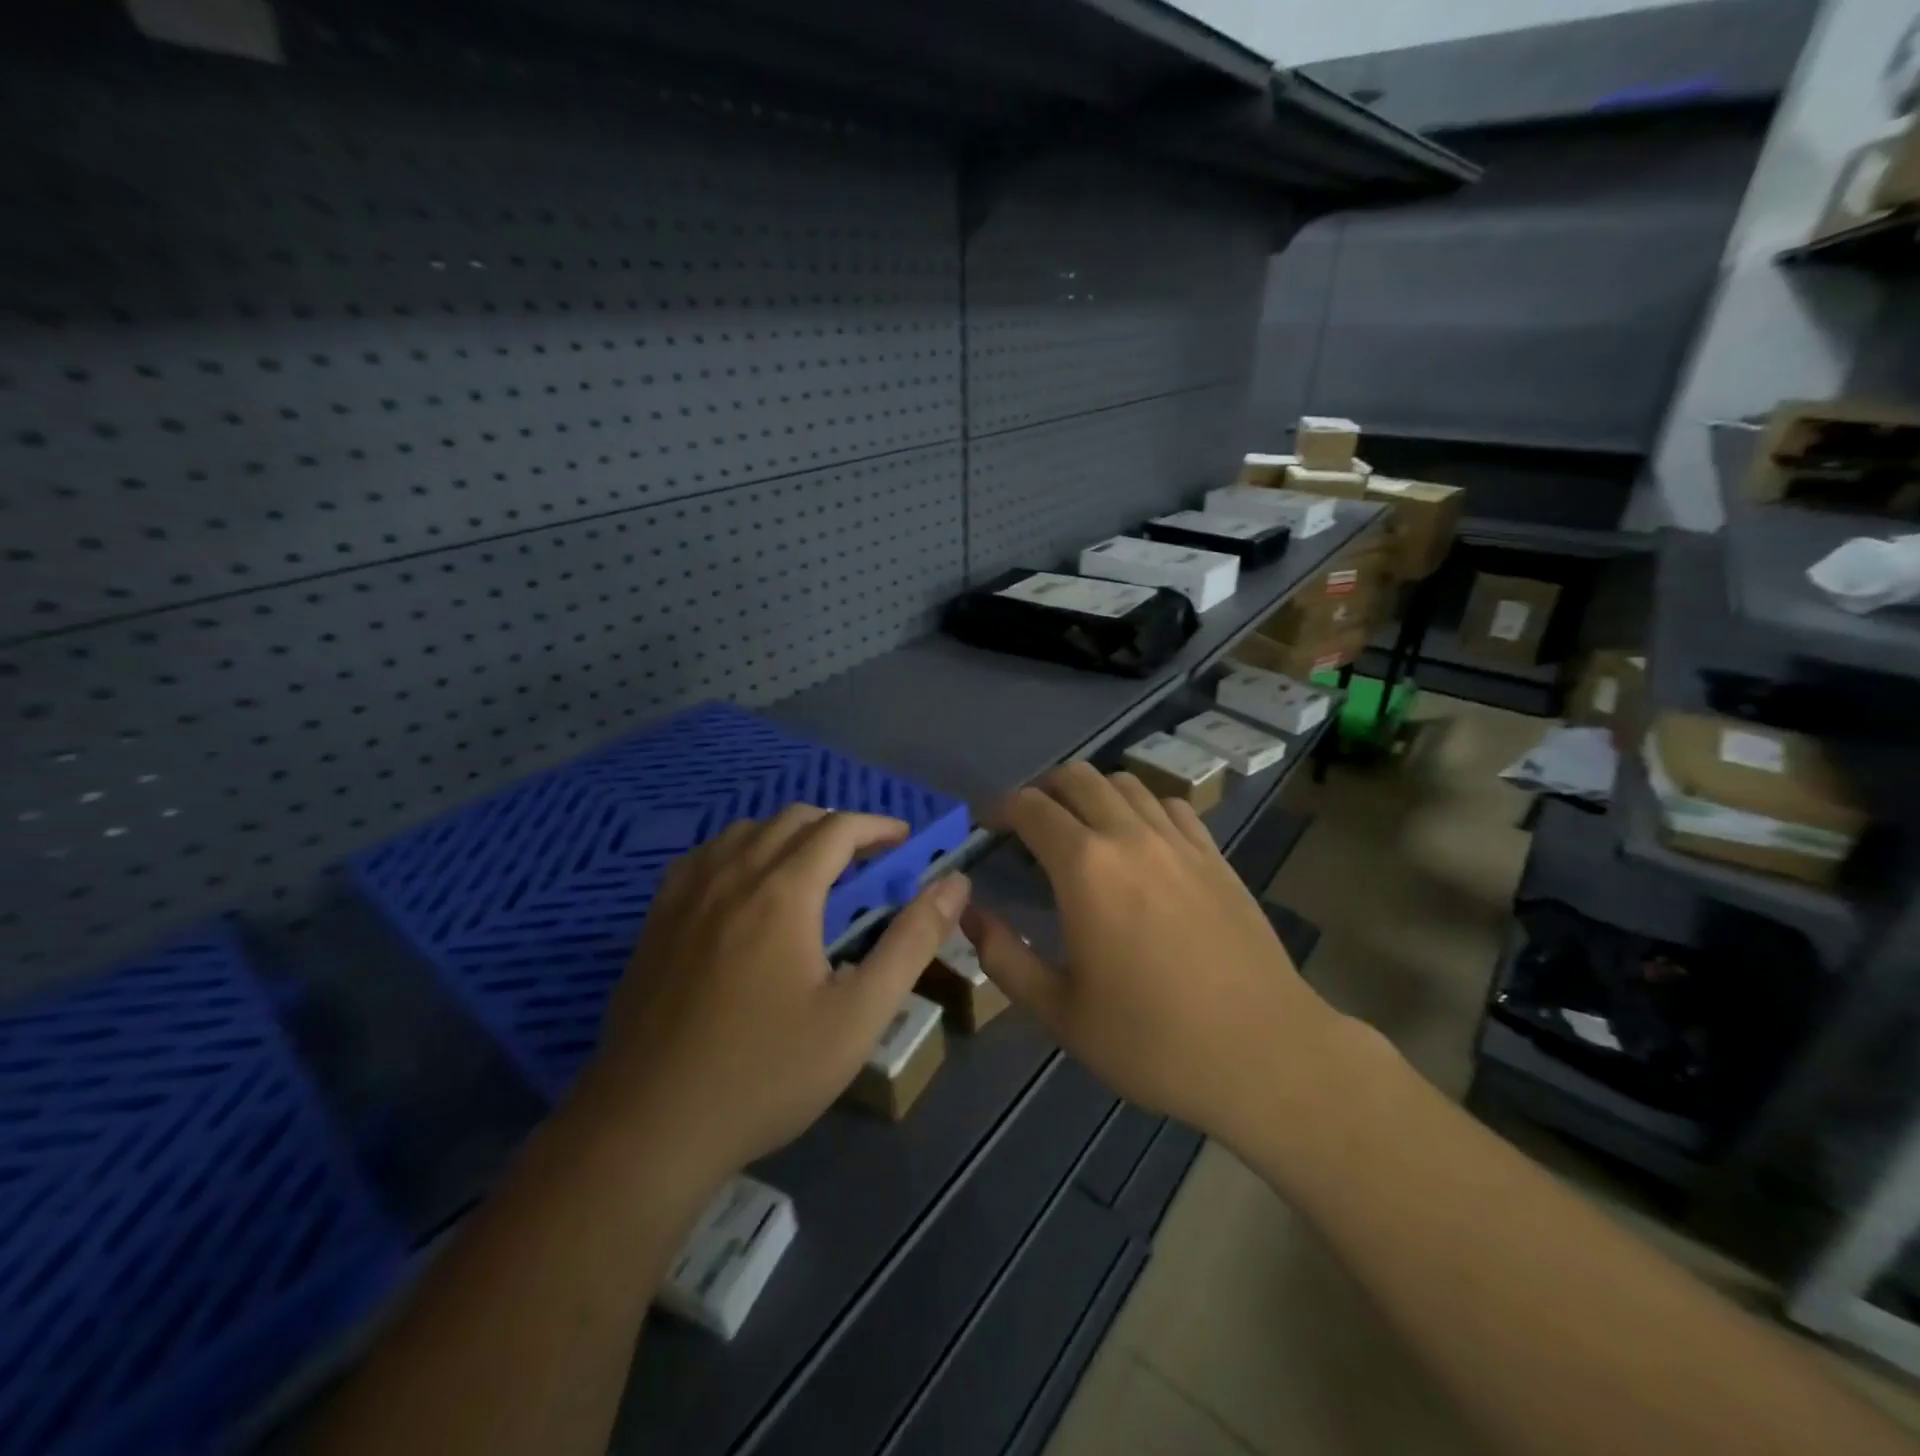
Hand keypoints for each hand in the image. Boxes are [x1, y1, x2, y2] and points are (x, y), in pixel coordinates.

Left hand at [574, 806, 970, 1185]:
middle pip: (792, 819)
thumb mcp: (859, 1014)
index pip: (838, 828)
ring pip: (746, 831)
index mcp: (783, 891)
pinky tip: (746, 889)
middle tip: (867, 863)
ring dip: (789, 835)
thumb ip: (912, 942)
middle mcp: (732, 874)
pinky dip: (741, 851)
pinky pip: (706, 856)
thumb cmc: (767, 1072)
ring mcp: (686, 894)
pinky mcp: (656, 919)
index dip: (877, 826)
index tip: (904, 842)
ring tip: (812, 872)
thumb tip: (955, 885)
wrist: (650, 1126)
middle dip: (838, 828)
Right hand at [963, 764, 1348, 1152]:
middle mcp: (1130, 836)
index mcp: (1085, 868)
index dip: (999, 808)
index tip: (985, 825)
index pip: (1031, 808)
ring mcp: (1179, 841)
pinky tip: (1139, 840)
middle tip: (1027, 824)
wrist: (1264, 1055)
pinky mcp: (1215, 856)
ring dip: (1091, 793)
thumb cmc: (1151, 1040)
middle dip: (1042, 790)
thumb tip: (969, 914)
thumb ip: (1004, 958)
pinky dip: (1141, 807)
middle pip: (1077, 778)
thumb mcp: (1060, 1012)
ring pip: (1125, 783)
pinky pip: (1170, 805)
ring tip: (1080, 828)